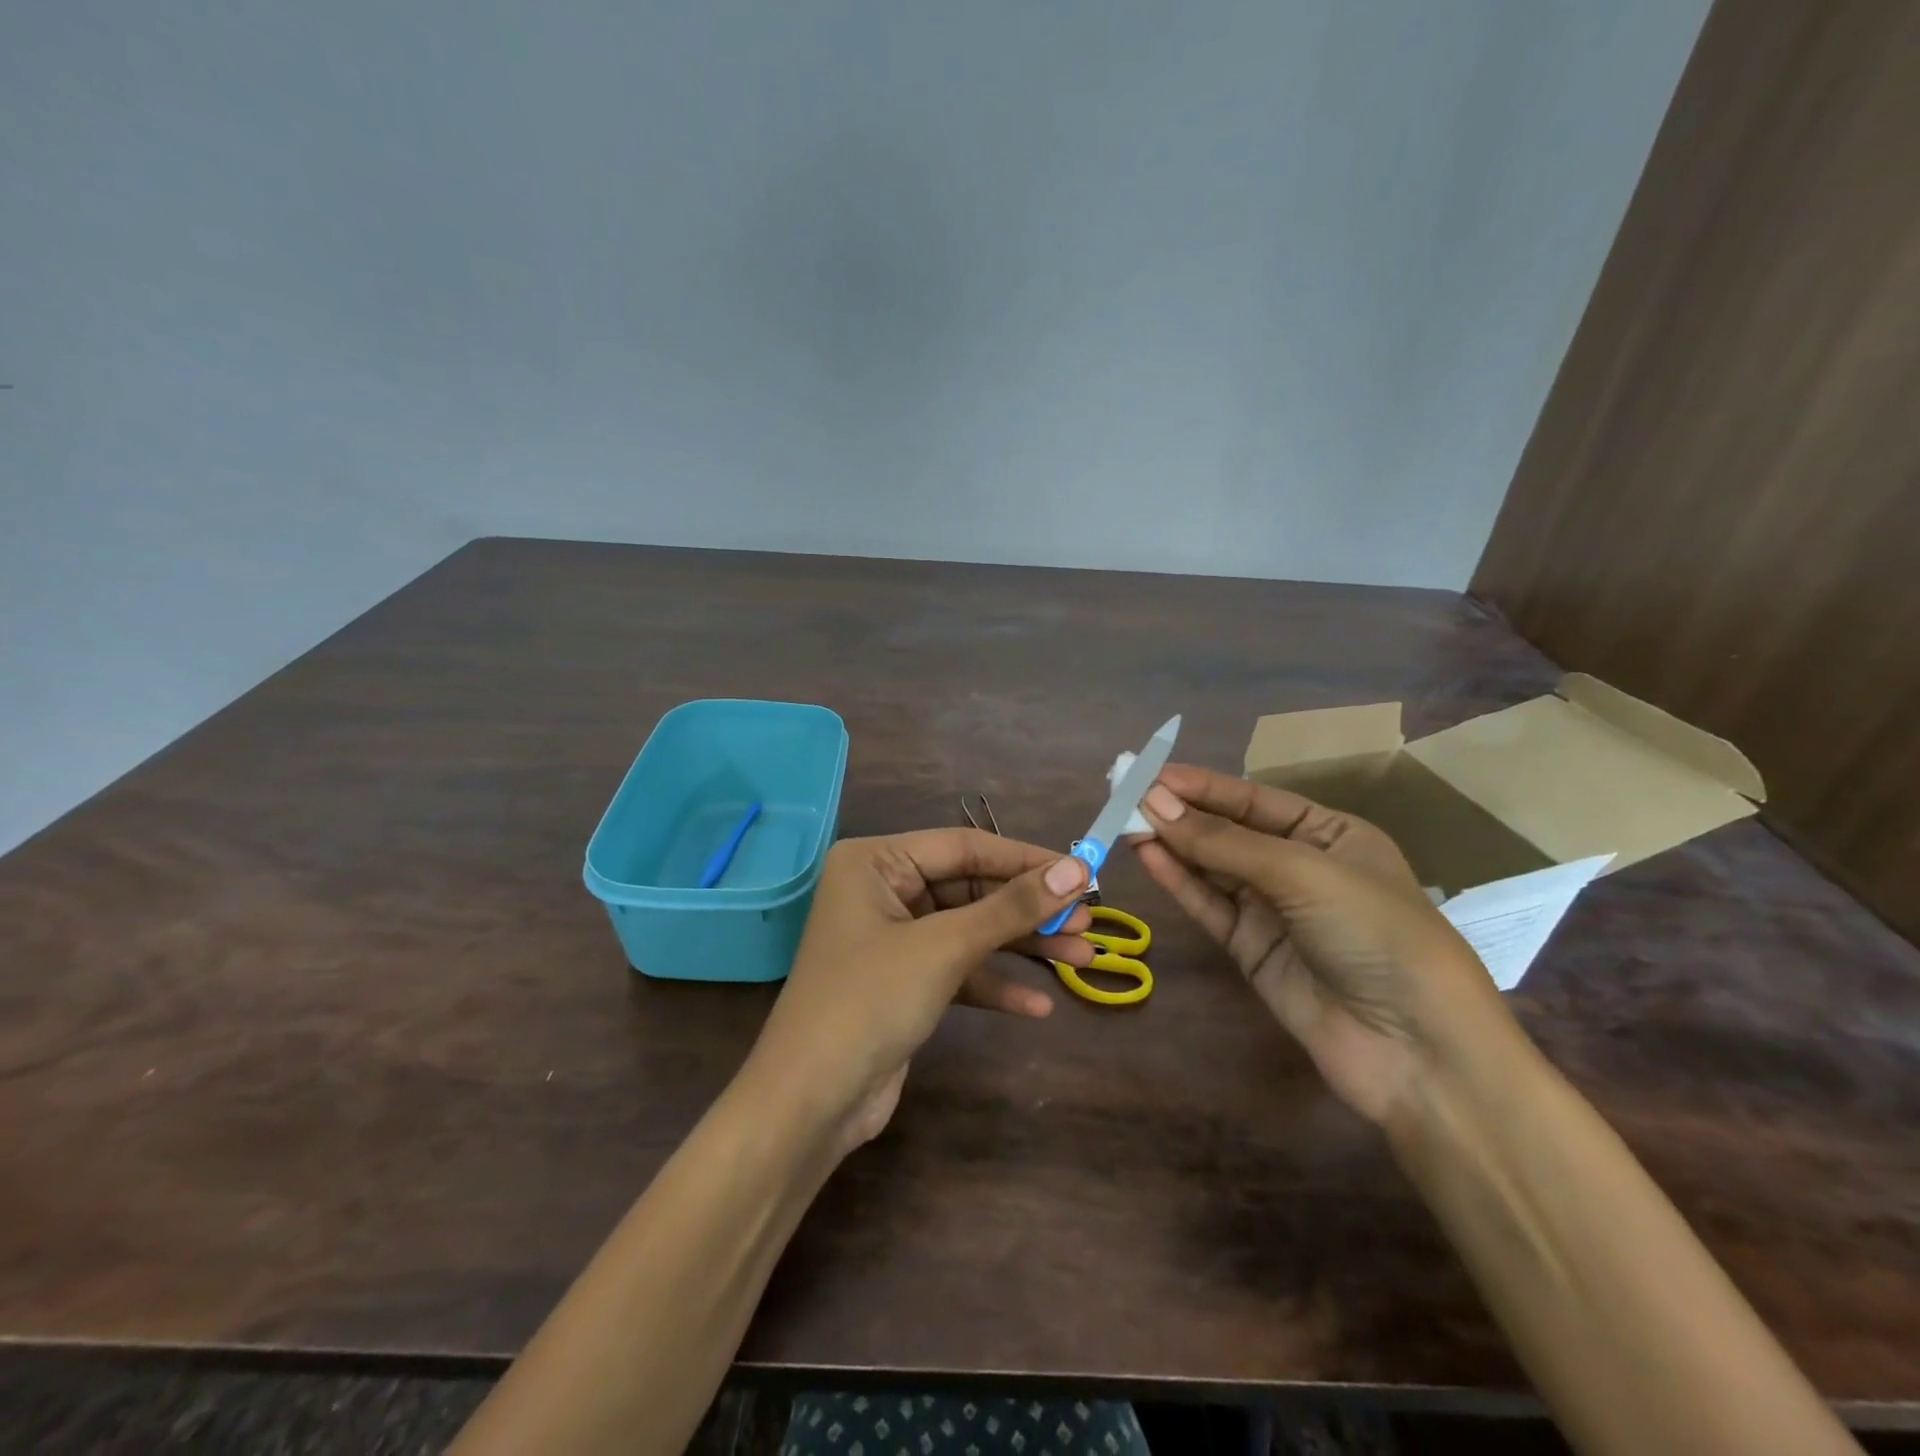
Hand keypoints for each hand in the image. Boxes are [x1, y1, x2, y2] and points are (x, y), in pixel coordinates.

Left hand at [746, 829, 1092, 1154]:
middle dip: (1028, 910)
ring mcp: (892, 938)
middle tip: (1087, 923)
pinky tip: (1038, 1007)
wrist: (810, 1104)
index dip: (1026, 860)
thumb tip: (1076, 868)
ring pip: (969, 930)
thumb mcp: (945, 947)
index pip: (964, 846)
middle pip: (970, 889)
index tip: (1083, 873)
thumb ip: (1011, 907)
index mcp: (875, 862)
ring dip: (1021, 947)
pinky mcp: (903, 982)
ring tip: (1082, 958)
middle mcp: (882, 891)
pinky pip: (957, 969)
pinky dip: (994, 984)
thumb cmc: (870, 1002)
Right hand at [1134, 763, 1509, 1124]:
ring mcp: (1274, 911)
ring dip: (1172, 844)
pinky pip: (1209, 906)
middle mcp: (1300, 867)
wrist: (1416, 1051)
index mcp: (1330, 834)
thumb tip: (1153, 803)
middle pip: (1228, 832)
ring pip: (1212, 868)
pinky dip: (1179, 882)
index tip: (1148, 773)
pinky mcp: (1252, 950)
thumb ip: (1223, 841)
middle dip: (1180, 813)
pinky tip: (1147, 856)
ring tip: (1124, 822)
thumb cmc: (1375, 934)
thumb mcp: (1302, 873)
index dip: (1201, 785)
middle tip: (1124, 795)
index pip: (1254, 800)